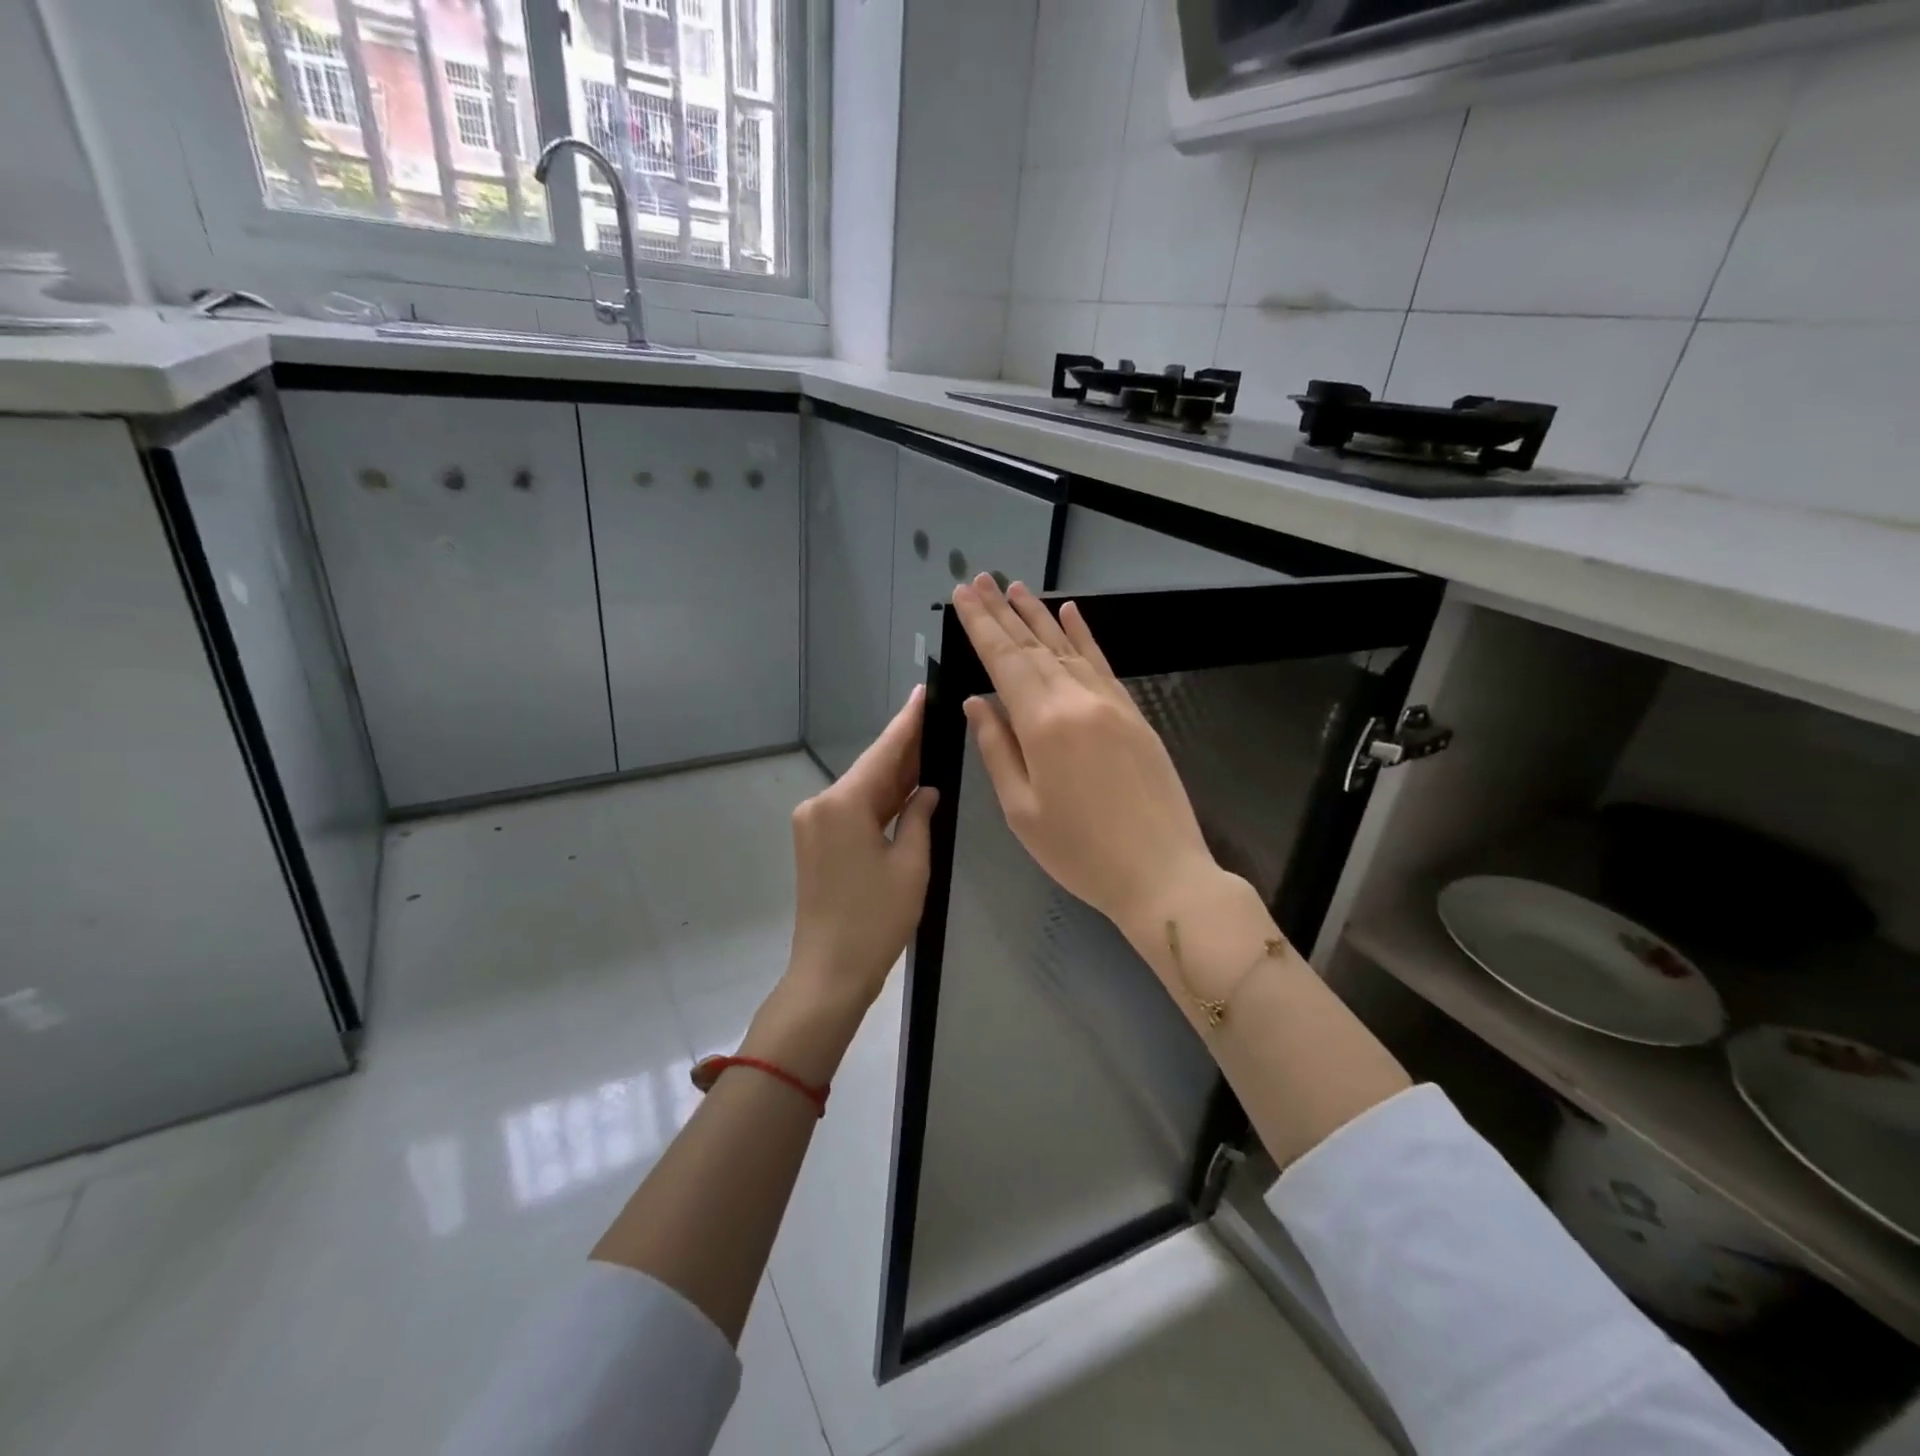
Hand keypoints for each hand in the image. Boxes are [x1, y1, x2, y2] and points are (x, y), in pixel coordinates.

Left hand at [781, 686, 939, 1018]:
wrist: (829, 972)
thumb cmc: (876, 920)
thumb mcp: (911, 864)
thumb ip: (920, 817)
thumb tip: (927, 791)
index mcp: (843, 805)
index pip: (883, 753)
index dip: (907, 723)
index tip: (923, 692)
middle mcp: (820, 805)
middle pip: (871, 769)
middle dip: (904, 748)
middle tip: (938, 720)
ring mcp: (814, 824)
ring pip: (862, 790)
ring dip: (894, 777)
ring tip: (930, 748)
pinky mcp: (816, 843)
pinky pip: (853, 810)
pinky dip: (880, 801)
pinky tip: (907, 789)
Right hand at [952, 575, 1220, 941]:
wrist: (1162, 873)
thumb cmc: (1080, 852)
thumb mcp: (1022, 810)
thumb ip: (998, 749)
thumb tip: (978, 703)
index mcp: (1044, 724)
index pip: (1004, 661)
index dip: (981, 626)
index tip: (962, 595)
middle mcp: (1078, 700)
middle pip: (1032, 647)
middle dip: (1002, 612)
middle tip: (979, 580)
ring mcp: (1111, 703)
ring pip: (1067, 648)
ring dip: (1038, 616)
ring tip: (1015, 587)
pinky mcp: (1134, 714)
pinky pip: (1102, 663)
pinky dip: (1084, 636)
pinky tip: (1071, 613)